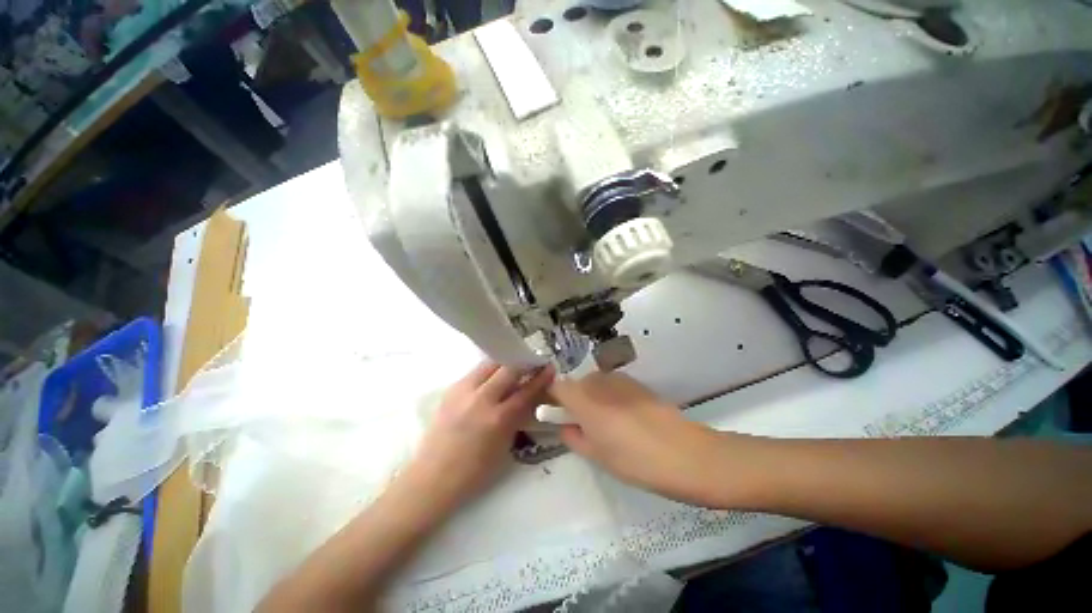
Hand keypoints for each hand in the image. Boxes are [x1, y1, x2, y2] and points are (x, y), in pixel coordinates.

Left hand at [402, 361, 554, 512]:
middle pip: (508, 368)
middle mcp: (481, 399)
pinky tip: (492, 378)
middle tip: (532, 363)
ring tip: (513, 367)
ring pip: (490, 364)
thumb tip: (530, 396)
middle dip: (524, 363)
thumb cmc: (474, 471)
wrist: (432, 478)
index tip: (549, 367)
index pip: (526, 390)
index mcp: (498, 419)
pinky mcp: (451, 389)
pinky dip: (489, 371)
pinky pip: (475, 372)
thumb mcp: (504, 446)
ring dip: (505, 363)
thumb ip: (518, 417)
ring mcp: (463, 391)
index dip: (540, 377)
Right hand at [550, 373, 723, 505]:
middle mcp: (598, 381)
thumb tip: (566, 426)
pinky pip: (614, 385)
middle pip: (577, 383)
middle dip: (576, 400)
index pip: (557, 386)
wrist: (684, 453)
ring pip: (596, 383)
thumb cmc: (634, 460)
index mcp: (583, 399)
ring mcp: (619, 379)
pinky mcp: (637, 383)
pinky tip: (628, 417)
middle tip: (586, 425)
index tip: (558, 414)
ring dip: (595, 398)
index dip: (554, 398)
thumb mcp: (596, 455)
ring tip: (610, 423)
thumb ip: (573, 437)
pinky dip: (612, 396)